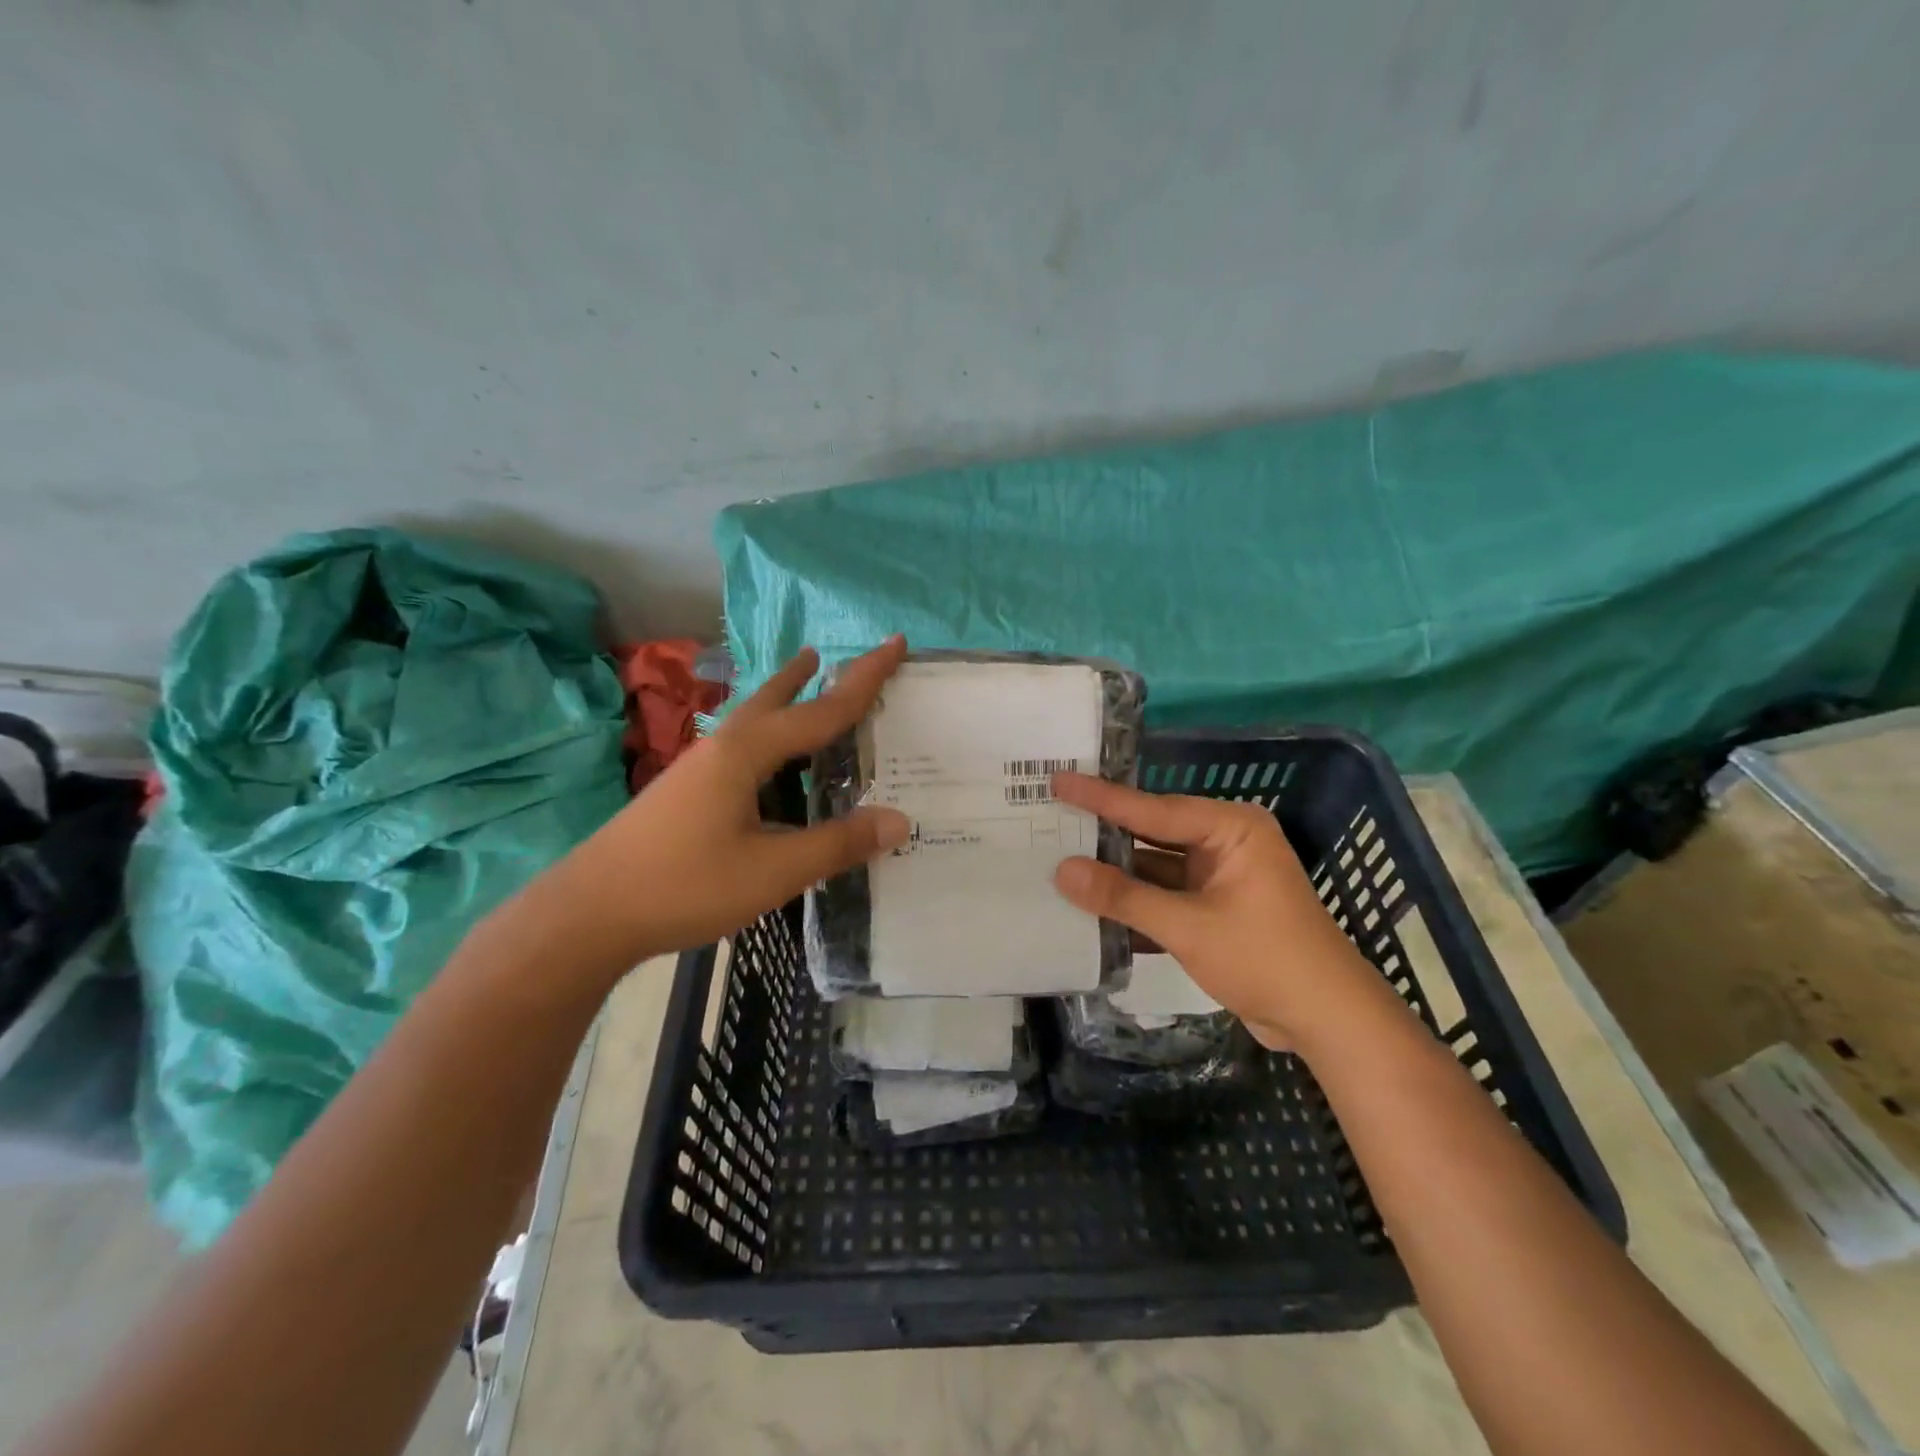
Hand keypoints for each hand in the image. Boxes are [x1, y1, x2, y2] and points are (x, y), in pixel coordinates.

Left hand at [559, 638, 910, 962]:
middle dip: (811, 675)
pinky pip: (743, 745)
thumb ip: (837, 844)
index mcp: (748, 752)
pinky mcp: (687, 789)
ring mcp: (700, 766)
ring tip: (806, 682)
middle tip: (835, 656)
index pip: (822, 708)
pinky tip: (771, 762)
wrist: (589, 913)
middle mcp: (724, 746)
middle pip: (777, 697)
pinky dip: (770, 735)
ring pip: (754, 718)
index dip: (864, 678)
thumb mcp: (774, 871)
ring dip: (785, 698)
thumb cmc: (685, 885)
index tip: (896, 642)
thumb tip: (900, 821)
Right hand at [1050, 772, 1378, 1048]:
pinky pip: (1164, 896)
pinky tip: (1090, 905)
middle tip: (1049, 816)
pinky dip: (1133, 903)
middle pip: (1151, 834)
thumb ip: (1123, 897)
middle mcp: (1224, 843)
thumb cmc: (1264, 958)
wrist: (1326, 1021)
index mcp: (1230, 828)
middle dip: (1104, 834)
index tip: (1058, 779)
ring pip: (1154, 868)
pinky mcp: (1214, 909)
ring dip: (1114, 875)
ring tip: (1056, 860)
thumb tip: (1061, 870)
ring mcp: (1219, 877)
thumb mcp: (1188, 926)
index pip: (1153, 809)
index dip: (1100, 798)